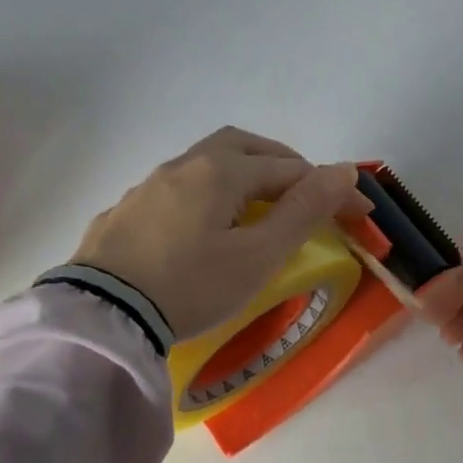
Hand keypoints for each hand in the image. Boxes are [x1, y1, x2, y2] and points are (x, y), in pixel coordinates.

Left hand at [72, 127, 372, 340]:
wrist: (102, 315)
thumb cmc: (191, 286)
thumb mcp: (258, 255)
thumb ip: (303, 210)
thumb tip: (344, 170)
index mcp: (221, 170)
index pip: (291, 169)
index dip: (330, 189)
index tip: (360, 213)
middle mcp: (184, 165)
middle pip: (244, 146)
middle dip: (282, 163)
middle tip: (306, 192)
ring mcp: (149, 185)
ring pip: (207, 163)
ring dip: (243, 175)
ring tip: (258, 209)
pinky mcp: (126, 211)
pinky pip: (178, 188)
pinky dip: (208, 195)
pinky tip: (203, 226)